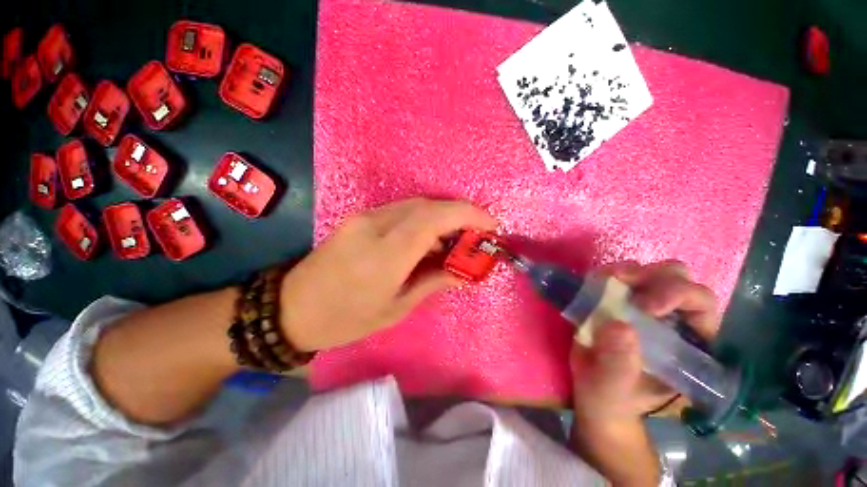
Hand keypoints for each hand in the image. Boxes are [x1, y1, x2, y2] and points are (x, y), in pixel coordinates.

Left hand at [279, 198, 496, 350]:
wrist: (293, 308)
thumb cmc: (346, 319)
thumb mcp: (396, 308)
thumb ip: (433, 282)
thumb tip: (463, 271)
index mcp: (385, 254)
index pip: (434, 218)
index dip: (468, 215)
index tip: (491, 224)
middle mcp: (375, 225)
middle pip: (428, 206)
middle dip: (460, 215)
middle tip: (477, 235)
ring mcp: (365, 217)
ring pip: (416, 205)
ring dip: (443, 218)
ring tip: (456, 240)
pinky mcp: (360, 217)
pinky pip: (402, 211)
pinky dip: (424, 220)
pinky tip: (430, 240)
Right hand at [568, 260, 718, 485]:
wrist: (594, 394)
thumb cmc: (613, 398)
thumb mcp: (615, 388)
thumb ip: (620, 364)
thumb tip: (618, 326)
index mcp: (689, 342)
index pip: (701, 305)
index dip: (678, 296)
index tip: (645, 306)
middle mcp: (672, 318)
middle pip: (678, 278)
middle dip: (653, 277)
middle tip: (623, 284)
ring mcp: (642, 306)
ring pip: (648, 272)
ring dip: (629, 271)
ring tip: (607, 280)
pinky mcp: (616, 301)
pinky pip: (617, 277)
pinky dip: (606, 275)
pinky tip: (594, 282)